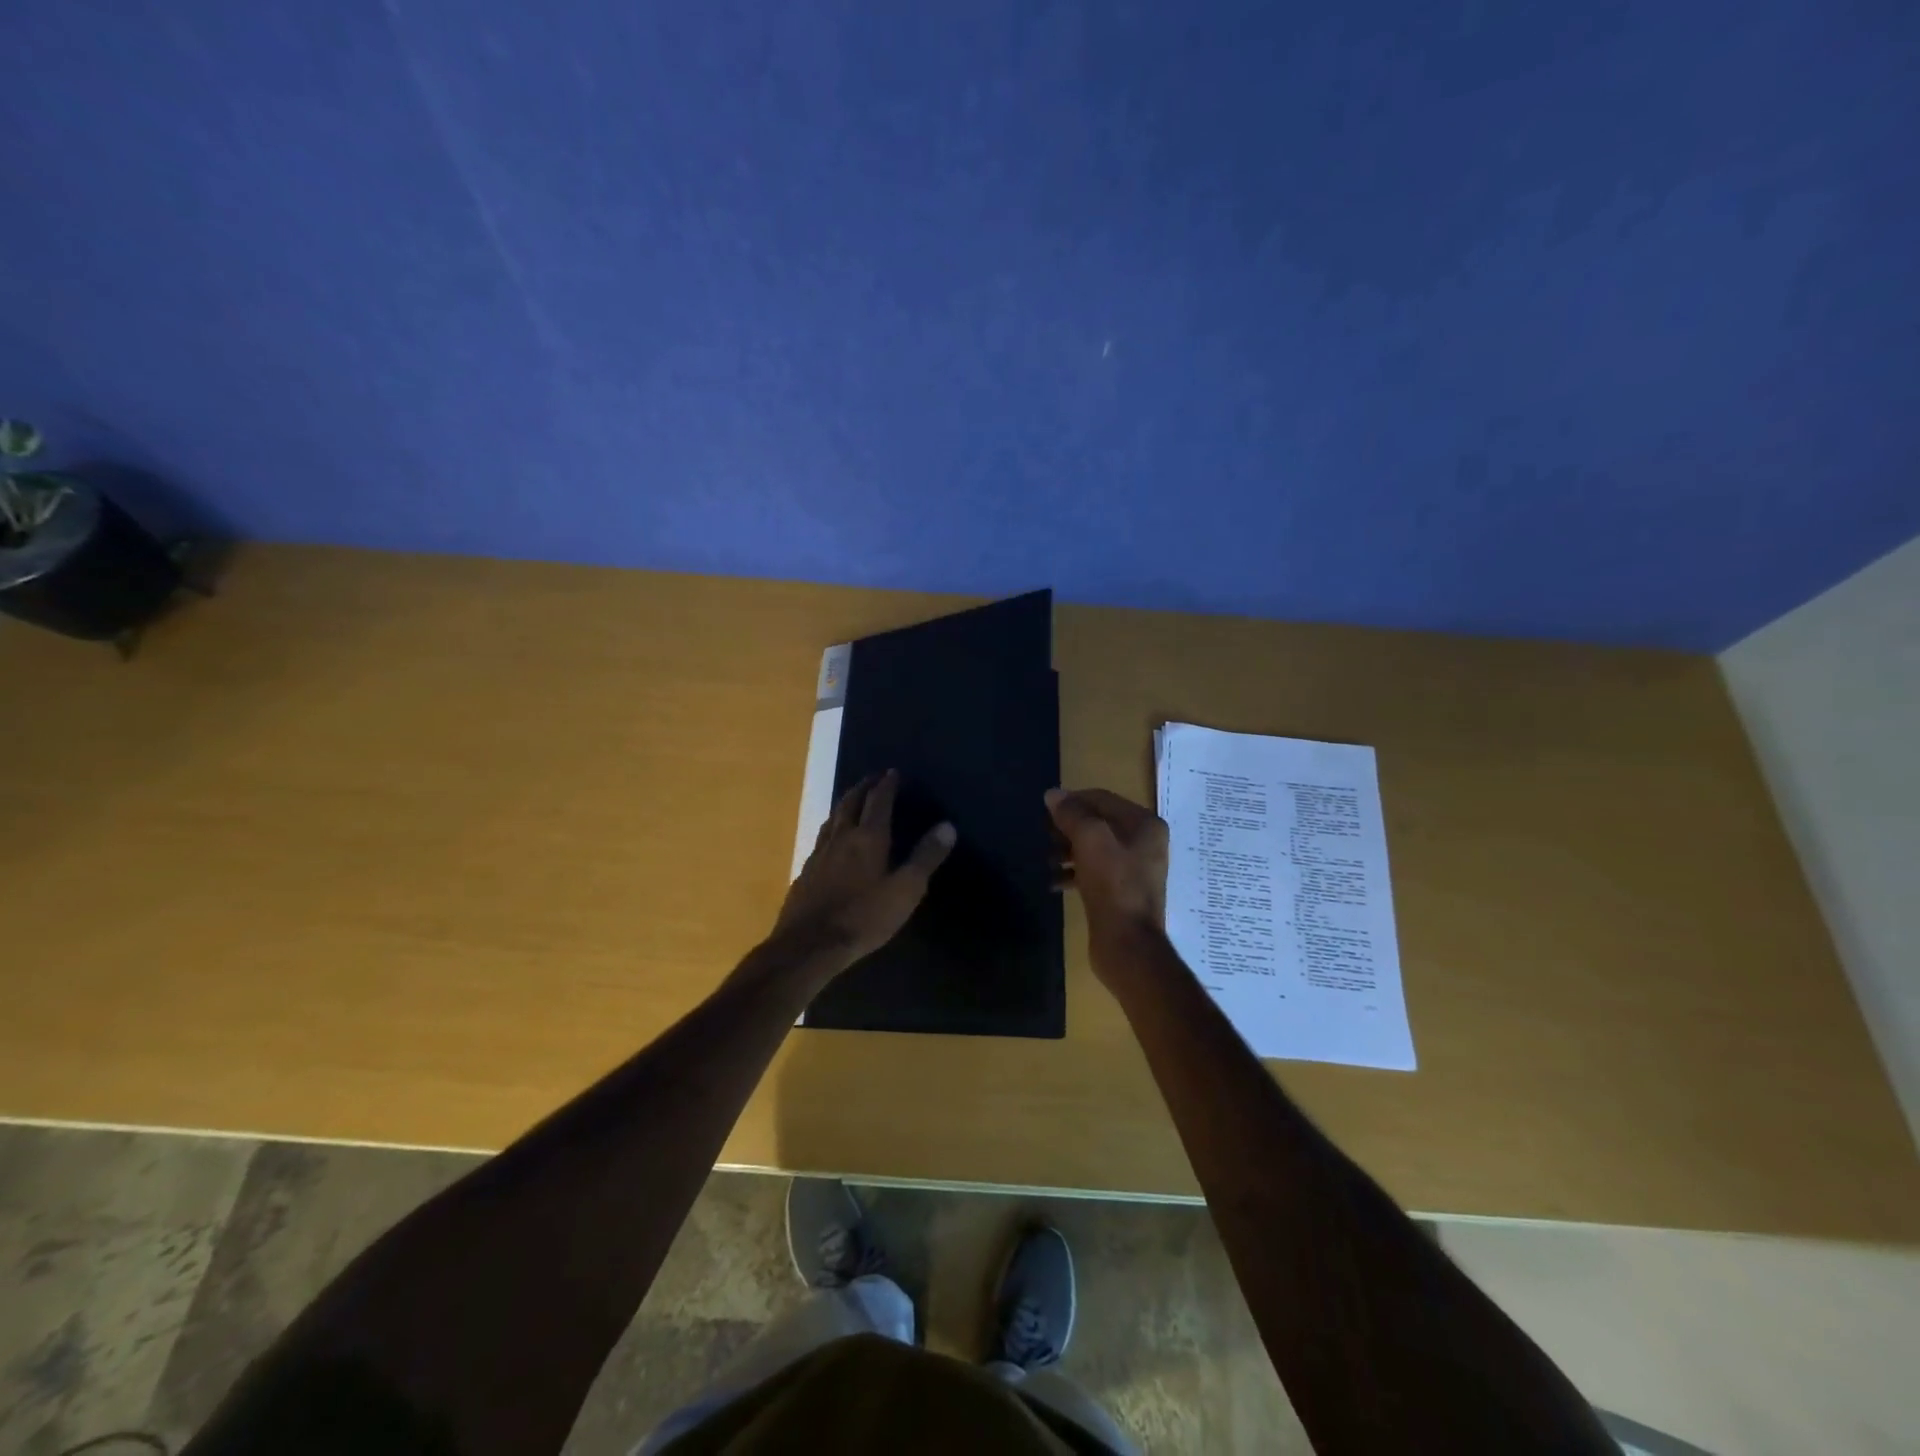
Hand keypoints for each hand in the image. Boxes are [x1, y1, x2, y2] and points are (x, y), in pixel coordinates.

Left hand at [775, 770, 955, 969]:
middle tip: (874, 778)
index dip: (887, 784)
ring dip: (845, 804)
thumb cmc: (864, 917)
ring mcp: (819, 854)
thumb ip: (926, 857)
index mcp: (868, 837)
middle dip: (863, 787)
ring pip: (832, 818)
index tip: (893, 772)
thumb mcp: (905, 890)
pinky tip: (831, 840)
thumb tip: (947, 825)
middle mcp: (841, 837)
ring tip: (853, 800)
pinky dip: (832, 827)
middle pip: (850, 802)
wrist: (809, 945)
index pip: (878, 801)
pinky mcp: (806, 872)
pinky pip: (821, 838)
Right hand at [1046, 787, 1168, 951]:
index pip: (1102, 798)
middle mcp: (1144, 842)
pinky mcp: (1121, 891)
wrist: (1127, 944)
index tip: (1045, 811)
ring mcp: (1134, 868)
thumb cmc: (1113, 885)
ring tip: (1046, 861)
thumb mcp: (1090, 840)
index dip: (1072, 800)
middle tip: (1043, 836)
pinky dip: (1073, 872)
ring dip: (1067, 850)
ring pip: (1094, 848)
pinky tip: (1053, 883)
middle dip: (1068, 827)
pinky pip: (1094, 871)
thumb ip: (1072, 813)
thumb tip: (1053, 794)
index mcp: (1144, 824)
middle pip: (1098, 822)